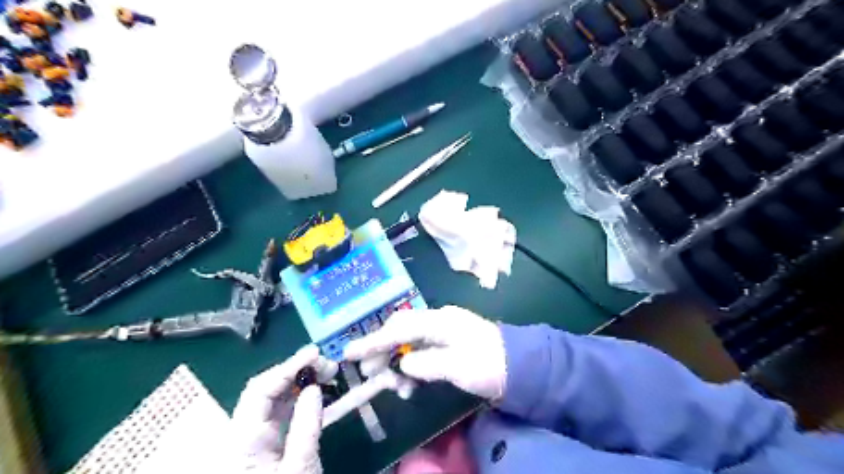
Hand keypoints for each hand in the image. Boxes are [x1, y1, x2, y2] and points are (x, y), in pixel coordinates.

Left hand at [231, 344, 337, 473]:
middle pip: (264, 390)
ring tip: (327, 372)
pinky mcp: (265, 445)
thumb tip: (314, 387)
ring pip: (273, 400)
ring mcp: (253, 439)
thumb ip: (306, 426)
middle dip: (296, 371)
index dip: (286, 367)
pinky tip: (317, 391)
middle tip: (327, 364)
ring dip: (299, 382)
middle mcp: (242, 434)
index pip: (259, 390)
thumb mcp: (300, 469)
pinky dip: (299, 398)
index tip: (315, 354)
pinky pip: (280, 413)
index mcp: (242, 441)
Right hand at [343, 307, 505, 400]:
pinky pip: (421, 350)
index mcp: (439, 321)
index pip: (398, 329)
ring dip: (397, 362)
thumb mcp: (457, 366)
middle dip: (382, 352)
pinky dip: (412, 365)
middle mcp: (437, 320)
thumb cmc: (489, 364)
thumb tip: (403, 363)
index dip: (372, 341)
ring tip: (394, 385)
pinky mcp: (447, 343)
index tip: (349, 352)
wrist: (521, 365)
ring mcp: (443, 331)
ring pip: (408, 342)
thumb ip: (426, 363)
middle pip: (400, 332)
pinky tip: (410, 382)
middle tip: (370, 374)